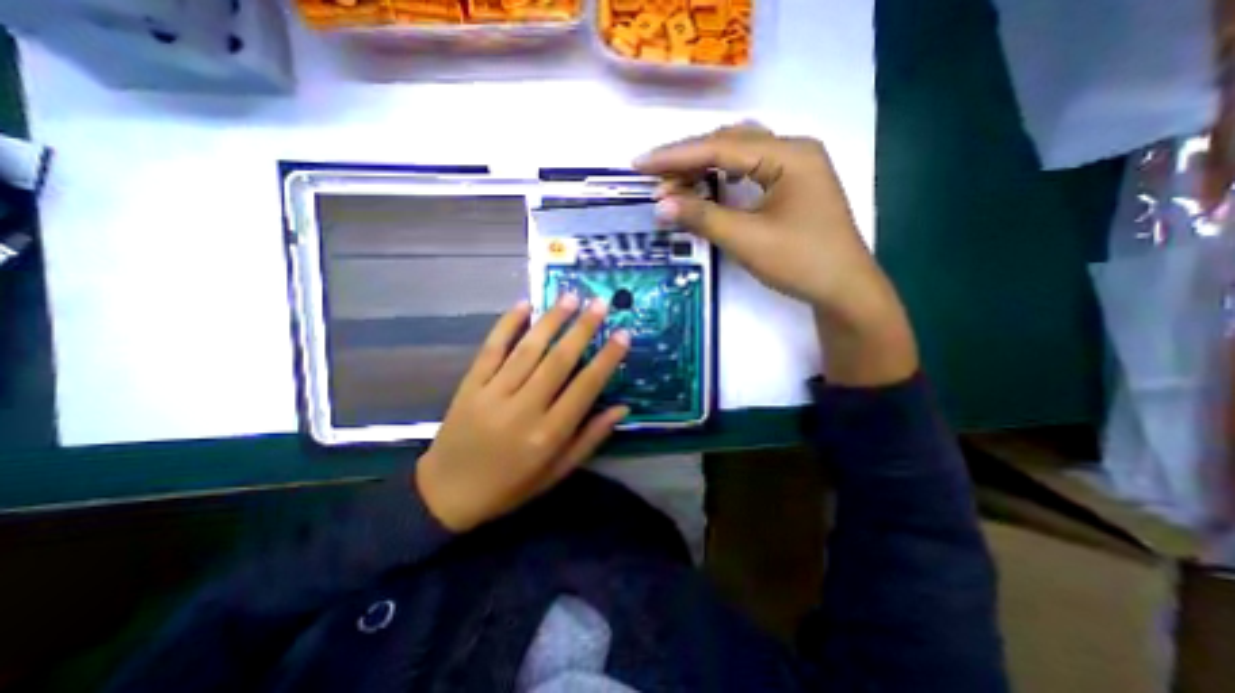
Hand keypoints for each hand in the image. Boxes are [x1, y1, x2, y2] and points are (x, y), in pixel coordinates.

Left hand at [411, 295, 628, 531]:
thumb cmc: (511, 486)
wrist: (447, 494)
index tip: (623, 334)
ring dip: (551, 320)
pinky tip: (524, 305)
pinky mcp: (470, 385)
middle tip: (600, 303)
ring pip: (527, 349)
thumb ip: (590, 438)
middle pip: (558, 360)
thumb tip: (622, 408)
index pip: (585, 387)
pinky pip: (491, 349)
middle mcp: (523, 409)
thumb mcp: (557, 471)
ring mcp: (492, 394)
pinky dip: (507, 324)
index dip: (607, 359)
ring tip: (570, 296)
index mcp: (548, 435)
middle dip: (582, 328)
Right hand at [637, 122, 913, 384]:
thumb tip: (660, 205)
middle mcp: (793, 150)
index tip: (640, 163)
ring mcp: (795, 167)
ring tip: (672, 187)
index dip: (676, 156)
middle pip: (729, 143)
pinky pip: (749, 171)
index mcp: (788, 155)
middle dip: (688, 161)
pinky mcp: (792, 185)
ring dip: (703, 169)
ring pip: (738, 156)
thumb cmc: (800, 262)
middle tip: (654, 180)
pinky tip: (704, 187)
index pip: (720, 147)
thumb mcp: (746, 240)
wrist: (843, 289)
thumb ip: (702, 217)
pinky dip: (721, 179)